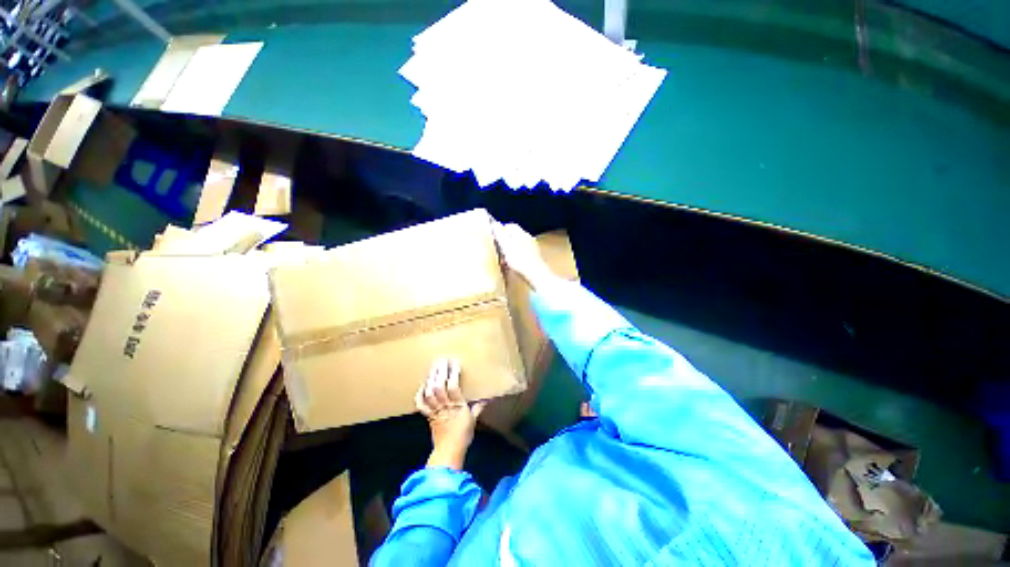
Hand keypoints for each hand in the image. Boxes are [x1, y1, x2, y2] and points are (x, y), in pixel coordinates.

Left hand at [416, 358, 486, 470]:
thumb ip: (478, 407)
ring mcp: (435, 411)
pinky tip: (422, 385)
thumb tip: (488, 398)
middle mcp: (445, 406)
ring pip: (430, 393)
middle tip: (441, 360)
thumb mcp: (473, 420)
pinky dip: (420, 394)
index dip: (453, 373)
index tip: (454, 362)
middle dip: (440, 372)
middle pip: (439, 386)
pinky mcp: (427, 416)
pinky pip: (421, 405)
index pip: (453, 386)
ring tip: (433, 368)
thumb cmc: (463, 435)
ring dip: (430, 379)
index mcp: (457, 406)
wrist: (448, 452)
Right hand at [491, 221, 550, 289]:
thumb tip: (494, 223)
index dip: (501, 229)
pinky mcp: (534, 259)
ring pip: (518, 246)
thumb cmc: (519, 260)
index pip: (510, 226)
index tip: (494, 237)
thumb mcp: (506, 245)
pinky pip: (522, 255)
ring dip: (510, 251)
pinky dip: (516, 258)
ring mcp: (533, 249)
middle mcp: (529, 238)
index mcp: (522, 233)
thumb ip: (500, 234)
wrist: (536, 275)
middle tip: (497, 249)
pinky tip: (512, 266)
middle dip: (505, 241)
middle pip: (514, 236)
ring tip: (503, 260)